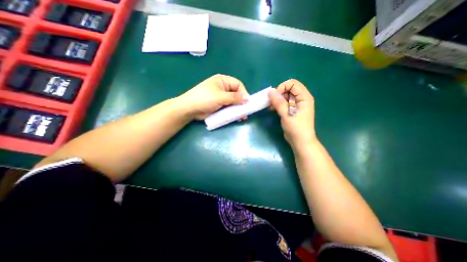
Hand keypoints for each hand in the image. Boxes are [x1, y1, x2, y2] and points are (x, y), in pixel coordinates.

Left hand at [179, 73, 247, 118]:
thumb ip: (234, 98)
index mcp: (223, 81)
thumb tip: (247, 99)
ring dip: (238, 109)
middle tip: (245, 112)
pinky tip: (236, 118)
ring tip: (242, 117)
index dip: (244, 93)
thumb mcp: (220, 97)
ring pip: (233, 102)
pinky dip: (233, 112)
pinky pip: (229, 108)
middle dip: (242, 103)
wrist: (189, 109)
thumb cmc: (204, 99)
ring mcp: (221, 97)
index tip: (247, 103)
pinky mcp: (219, 105)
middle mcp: (223, 88)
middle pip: (237, 94)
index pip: (238, 85)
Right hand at [267, 79, 316, 150]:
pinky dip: (277, 104)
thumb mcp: (287, 114)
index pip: (293, 84)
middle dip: (278, 94)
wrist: (300, 141)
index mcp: (304, 97)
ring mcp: (296, 105)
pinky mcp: (291, 110)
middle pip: (288, 89)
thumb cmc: (296, 128)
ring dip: (276, 99)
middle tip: (271, 102)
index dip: (282, 88)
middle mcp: (301, 99)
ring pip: (285, 96)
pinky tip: (272, 109)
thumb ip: (278, 102)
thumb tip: (270, 91)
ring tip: (270, 107)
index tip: (275, 97)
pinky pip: (283, 102)